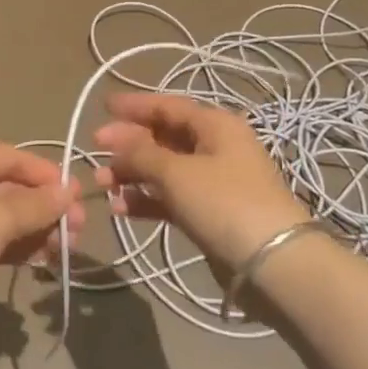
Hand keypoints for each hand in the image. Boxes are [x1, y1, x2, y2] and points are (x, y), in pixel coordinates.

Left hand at [0, 141, 84, 345]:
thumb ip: (36, 205)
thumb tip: (69, 191)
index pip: (12, 156)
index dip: (46, 175)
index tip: (76, 199)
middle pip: (9, 187)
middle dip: (44, 208)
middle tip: (77, 232)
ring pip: (1, 217)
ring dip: (33, 230)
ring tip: (64, 251)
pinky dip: (14, 247)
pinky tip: (38, 262)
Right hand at [93, 92, 308, 269]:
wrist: (273, 263)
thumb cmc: (224, 203)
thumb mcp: (177, 172)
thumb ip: (141, 153)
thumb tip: (116, 138)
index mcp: (215, 125)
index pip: (168, 105)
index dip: (135, 105)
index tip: (102, 106)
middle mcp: (216, 147)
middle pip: (164, 137)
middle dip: (128, 144)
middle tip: (94, 150)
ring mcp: (214, 182)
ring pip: (164, 169)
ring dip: (132, 174)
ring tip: (101, 185)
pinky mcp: (210, 213)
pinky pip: (171, 198)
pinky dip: (146, 200)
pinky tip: (120, 208)